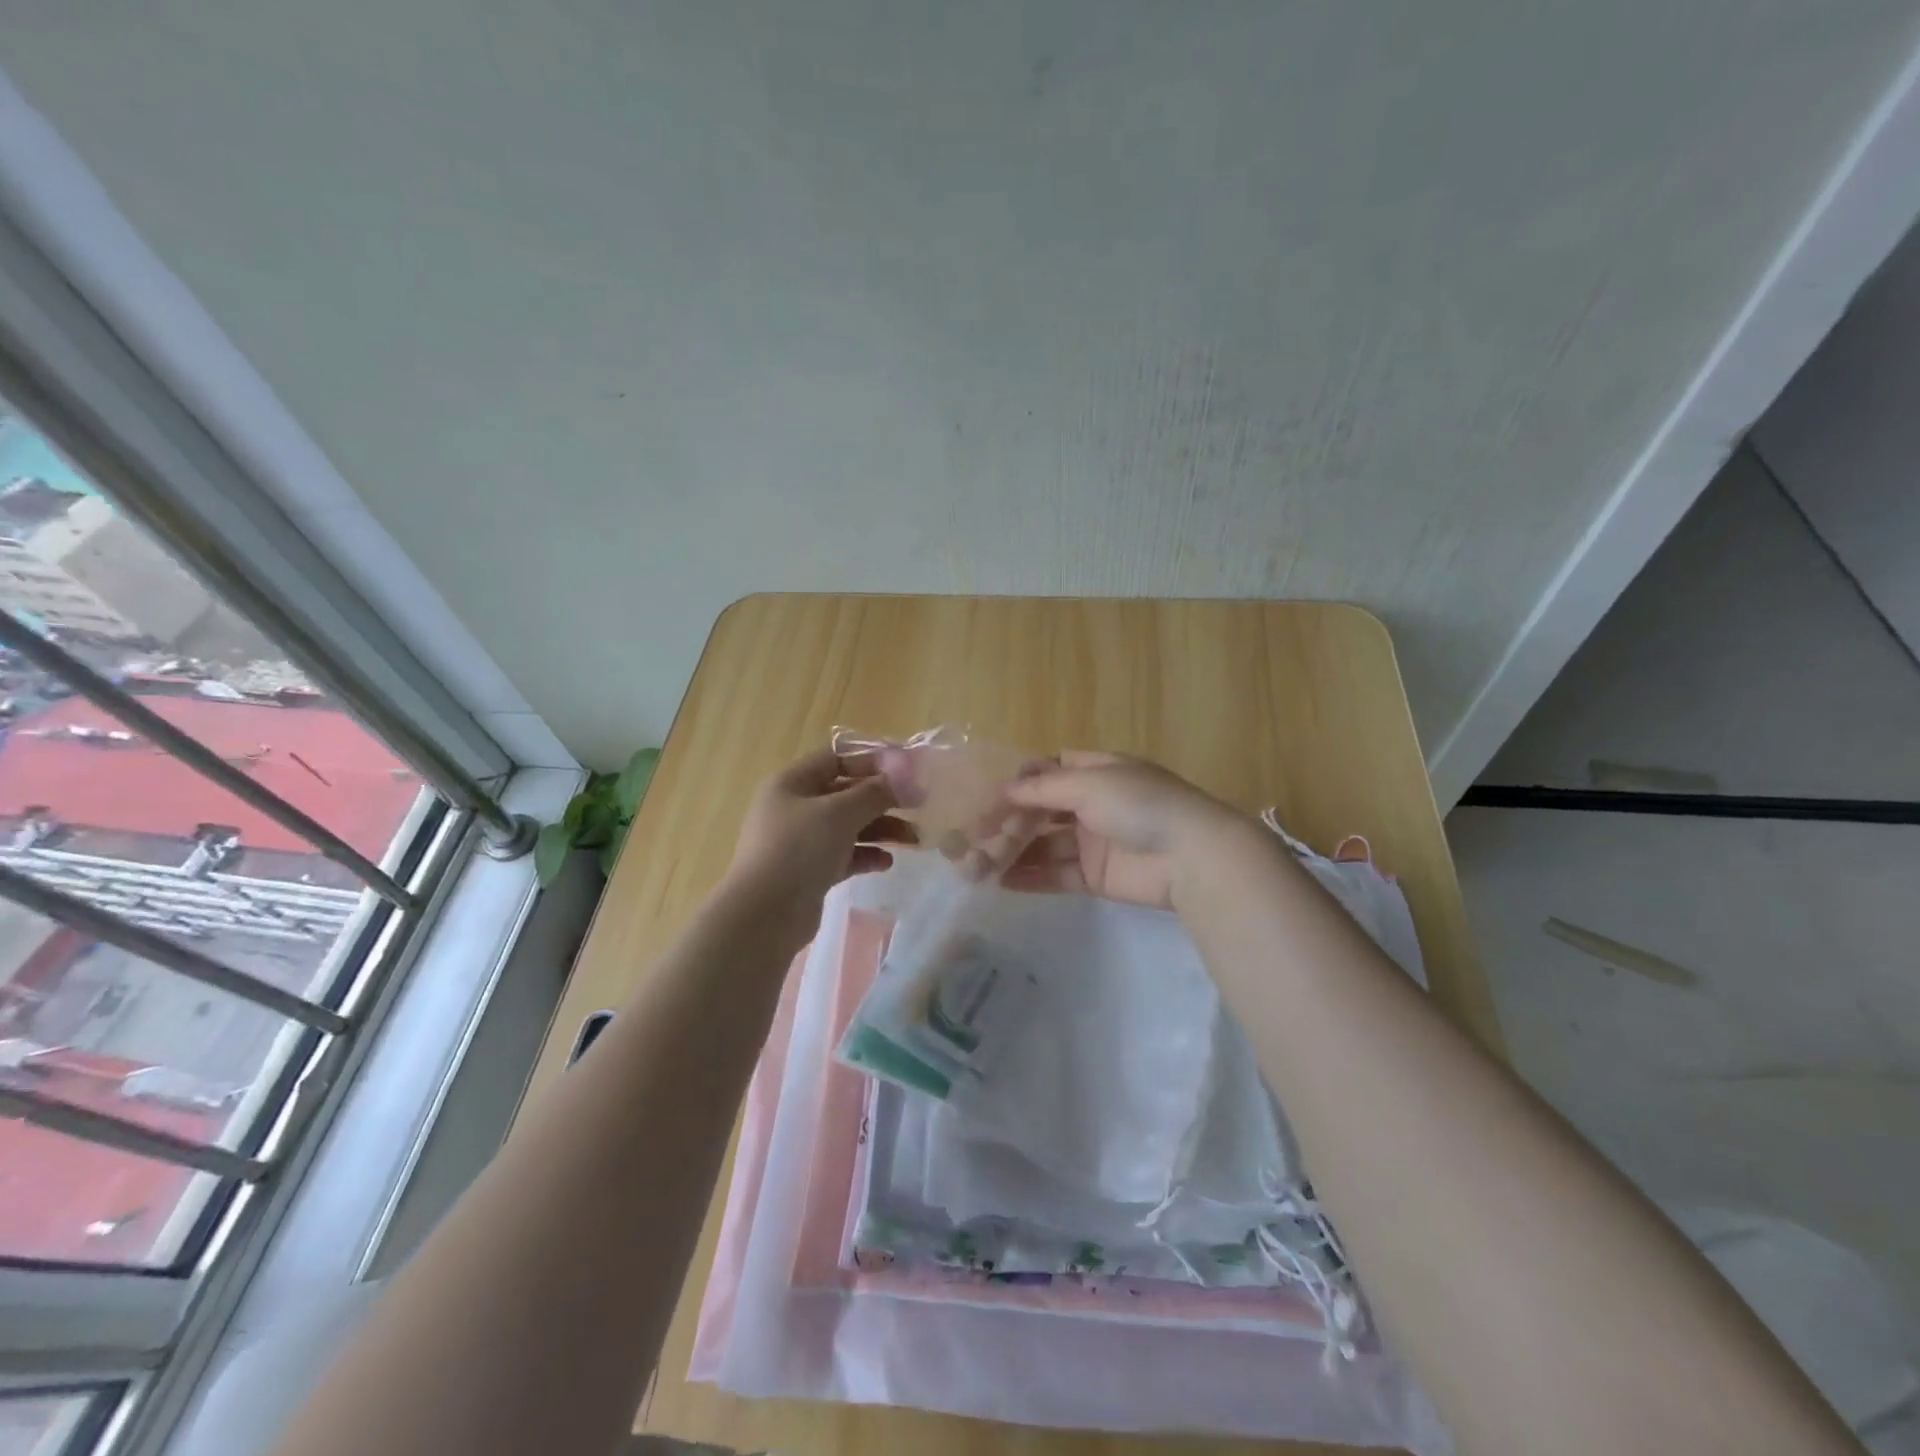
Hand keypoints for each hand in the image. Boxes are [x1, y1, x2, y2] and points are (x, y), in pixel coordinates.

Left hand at [721, 749, 913, 945]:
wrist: (764, 915)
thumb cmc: (799, 849)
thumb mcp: (840, 812)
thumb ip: (875, 792)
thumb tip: (905, 778)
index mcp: (792, 783)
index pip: (836, 758)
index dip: (872, 760)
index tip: (907, 770)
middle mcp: (794, 808)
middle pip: (845, 794)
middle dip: (883, 799)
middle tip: (918, 806)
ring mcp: (800, 842)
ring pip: (848, 826)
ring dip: (881, 829)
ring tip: (913, 839)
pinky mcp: (809, 872)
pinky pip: (844, 855)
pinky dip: (866, 855)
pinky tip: (887, 862)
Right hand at [1000, 751, 1247, 910]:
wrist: (1191, 856)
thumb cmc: (1140, 805)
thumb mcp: (1090, 783)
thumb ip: (1044, 788)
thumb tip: (1006, 789)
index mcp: (1098, 772)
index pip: (1051, 770)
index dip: (1021, 781)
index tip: (988, 794)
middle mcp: (1095, 804)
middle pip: (1043, 810)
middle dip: (1009, 821)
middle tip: (973, 837)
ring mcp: (1095, 842)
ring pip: (1045, 845)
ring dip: (1013, 852)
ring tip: (977, 864)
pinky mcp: (1096, 877)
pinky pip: (1056, 874)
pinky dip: (1031, 877)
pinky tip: (1000, 881)